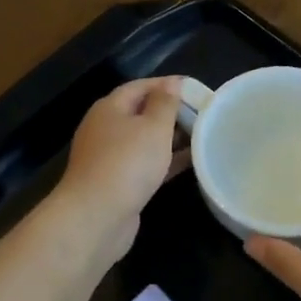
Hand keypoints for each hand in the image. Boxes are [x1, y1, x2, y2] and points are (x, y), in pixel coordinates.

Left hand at [54, 77, 187, 262]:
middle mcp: (106, 129)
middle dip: (171, 113)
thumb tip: (172, 83)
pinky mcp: (117, 183)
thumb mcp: (153, 127)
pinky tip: (190, 163)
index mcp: (110, 108)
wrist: (97, 216)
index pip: (140, 86)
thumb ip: (165, 103)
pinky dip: (165, 161)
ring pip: (144, 141)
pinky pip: (145, 164)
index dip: (167, 85)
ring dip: (171, 138)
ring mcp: (109, 158)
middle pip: (141, 113)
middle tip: (203, 115)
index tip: (196, 89)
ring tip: (201, 137)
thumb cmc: (127, 163)